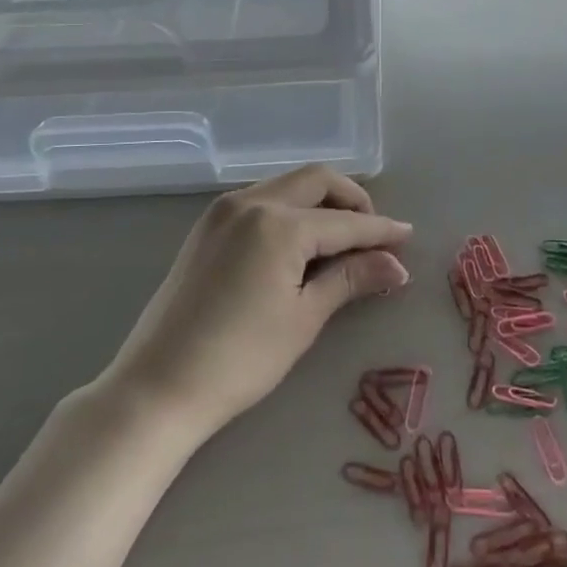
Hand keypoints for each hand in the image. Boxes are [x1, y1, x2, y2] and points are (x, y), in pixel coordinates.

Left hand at [107, 165, 412, 433]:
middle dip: (352, 199)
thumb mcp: (304, 317)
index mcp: (279, 224)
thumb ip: (351, 279)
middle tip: (373, 234)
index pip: (344, 221)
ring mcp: (223, 211)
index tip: (407, 237)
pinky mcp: (207, 226)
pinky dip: (291, 209)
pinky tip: (301, 242)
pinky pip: (262, 199)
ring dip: (320, 201)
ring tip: (341, 240)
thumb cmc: (241, 359)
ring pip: (287, 185)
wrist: (158, 387)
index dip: (380, 230)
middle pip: (316, 180)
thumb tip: (396, 265)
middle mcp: (251, 202)